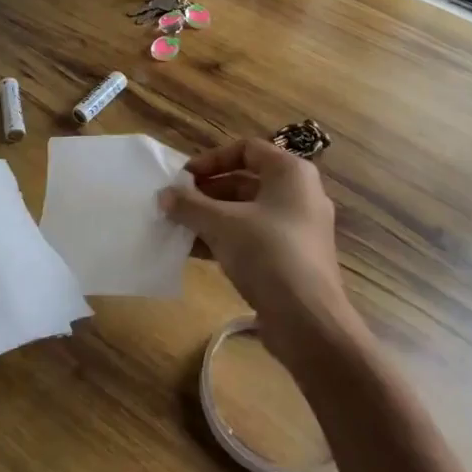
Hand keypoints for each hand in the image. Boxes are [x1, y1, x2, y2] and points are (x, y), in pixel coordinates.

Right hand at [159, 139, 364, 365]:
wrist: (308, 321)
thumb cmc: (267, 254)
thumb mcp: (221, 224)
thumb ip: (189, 205)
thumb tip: (164, 196)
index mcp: (290, 173)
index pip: (246, 149)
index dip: (212, 159)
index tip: (184, 178)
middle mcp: (298, 194)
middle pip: (244, 181)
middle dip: (206, 192)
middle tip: (175, 204)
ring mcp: (297, 228)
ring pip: (246, 212)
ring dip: (211, 217)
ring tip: (178, 228)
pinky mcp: (291, 258)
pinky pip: (253, 237)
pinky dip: (225, 238)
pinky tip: (194, 251)